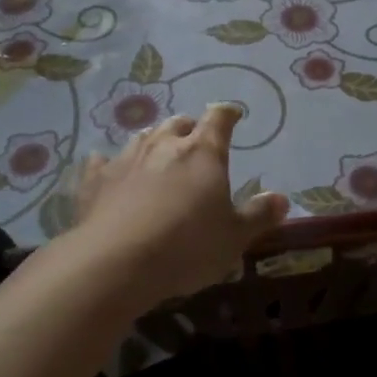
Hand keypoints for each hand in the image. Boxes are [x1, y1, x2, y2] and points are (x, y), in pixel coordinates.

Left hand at [72, 103, 288, 304]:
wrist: (115, 263)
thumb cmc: (186, 247)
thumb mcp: (234, 238)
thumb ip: (259, 216)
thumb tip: (282, 199)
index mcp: (203, 152)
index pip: (219, 118)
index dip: (228, 114)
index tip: (233, 115)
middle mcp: (164, 145)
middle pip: (179, 123)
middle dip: (189, 129)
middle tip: (195, 142)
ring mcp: (126, 159)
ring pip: (143, 138)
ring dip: (154, 142)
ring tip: (158, 154)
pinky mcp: (95, 180)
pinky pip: (102, 162)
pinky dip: (109, 163)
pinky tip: (106, 167)